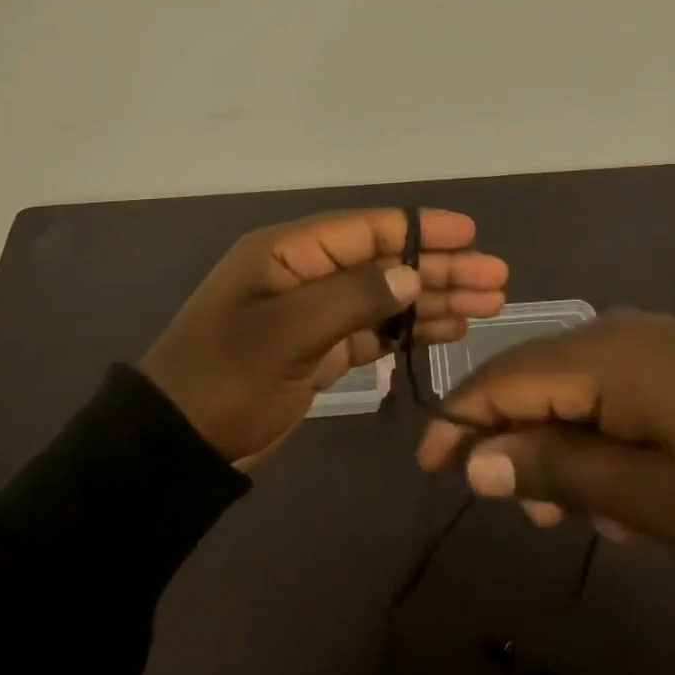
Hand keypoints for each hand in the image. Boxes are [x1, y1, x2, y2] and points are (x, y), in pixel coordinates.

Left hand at [142, 208, 508, 465]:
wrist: (178, 446)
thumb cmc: (226, 379)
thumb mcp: (286, 333)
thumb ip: (352, 298)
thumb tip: (412, 274)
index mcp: (288, 253)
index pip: (365, 229)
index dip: (419, 228)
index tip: (469, 233)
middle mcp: (305, 274)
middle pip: (384, 262)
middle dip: (439, 268)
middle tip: (496, 278)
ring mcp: (313, 313)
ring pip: (385, 297)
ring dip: (433, 299)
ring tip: (488, 304)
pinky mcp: (319, 350)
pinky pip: (374, 331)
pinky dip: (410, 329)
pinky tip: (449, 330)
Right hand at [415, 311, 674, 568]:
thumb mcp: (651, 496)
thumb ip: (554, 469)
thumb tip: (474, 461)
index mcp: (602, 355)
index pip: (500, 379)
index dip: (459, 421)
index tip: (430, 468)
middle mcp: (615, 331)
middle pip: (530, 379)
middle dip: (511, 440)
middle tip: (516, 508)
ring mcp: (649, 341)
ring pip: (569, 390)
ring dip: (559, 447)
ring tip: (577, 513)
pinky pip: (609, 391)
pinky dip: (597, 437)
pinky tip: (622, 489)